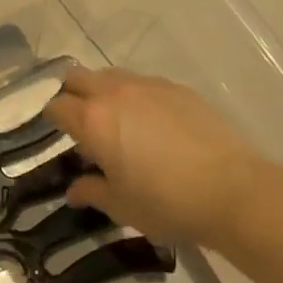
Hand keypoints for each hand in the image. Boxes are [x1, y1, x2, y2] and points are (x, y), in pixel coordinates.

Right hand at [43, 68, 267, 246]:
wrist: (231, 189)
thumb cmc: (165, 202)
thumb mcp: (121, 205)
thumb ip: (92, 192)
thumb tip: (75, 190)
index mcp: (92, 120)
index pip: (56, 106)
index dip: (51, 118)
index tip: (56, 133)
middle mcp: (115, 93)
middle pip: (78, 77)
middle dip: (72, 94)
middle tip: (81, 123)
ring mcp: (149, 86)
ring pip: (112, 76)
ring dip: (104, 92)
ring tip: (117, 122)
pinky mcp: (178, 88)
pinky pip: (144, 84)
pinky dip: (136, 97)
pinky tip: (152, 124)